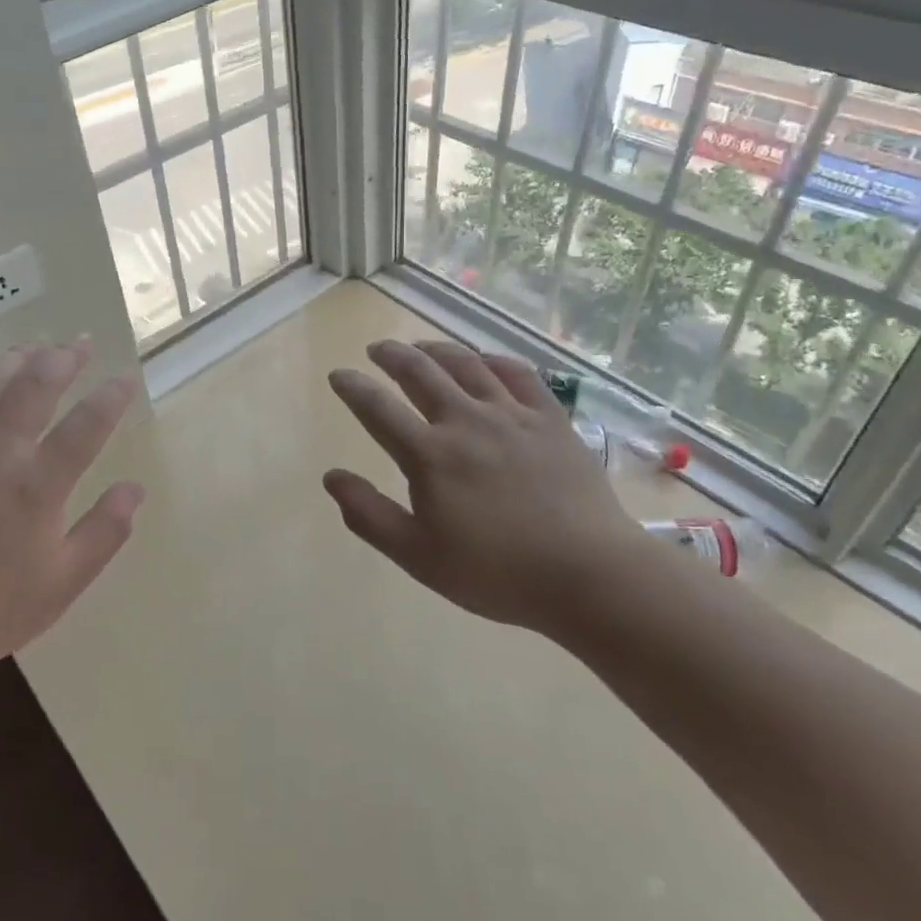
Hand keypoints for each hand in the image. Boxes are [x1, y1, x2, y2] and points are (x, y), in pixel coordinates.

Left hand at [0, 338, 143, 706]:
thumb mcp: (62, 583)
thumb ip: (104, 532)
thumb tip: (135, 488)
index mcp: (37, 487)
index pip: (86, 425)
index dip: (111, 396)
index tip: (125, 378)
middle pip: (33, 388)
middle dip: (61, 359)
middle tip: (78, 342)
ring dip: (12, 361)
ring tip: (32, 348)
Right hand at [324, 339, 647, 630]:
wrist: (588, 573)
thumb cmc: (497, 572)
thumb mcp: (418, 556)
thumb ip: (369, 515)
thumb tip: (331, 477)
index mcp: (430, 455)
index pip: (377, 409)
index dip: (353, 388)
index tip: (339, 375)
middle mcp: (465, 421)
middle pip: (420, 372)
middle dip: (392, 355)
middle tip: (378, 349)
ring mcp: (511, 415)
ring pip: (466, 364)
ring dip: (436, 349)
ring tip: (421, 346)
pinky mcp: (550, 418)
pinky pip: (517, 373)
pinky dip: (492, 359)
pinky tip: (484, 360)